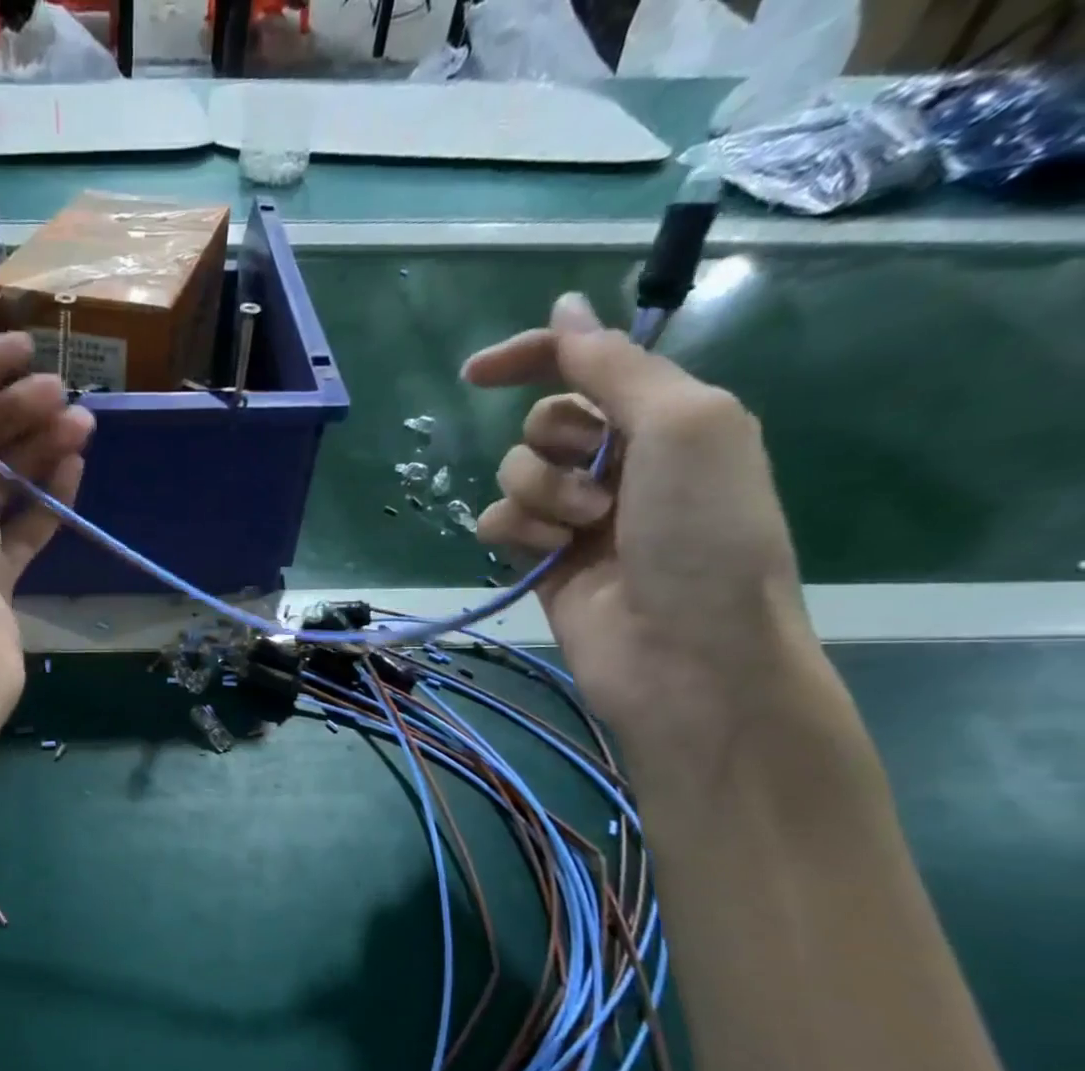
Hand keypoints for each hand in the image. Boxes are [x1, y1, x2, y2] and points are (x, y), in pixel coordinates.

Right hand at [462, 293, 816, 756]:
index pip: (585, 365)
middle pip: (543, 422)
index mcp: (665, 416)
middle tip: (599, 479)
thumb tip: (565, 308)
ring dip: (542, 495)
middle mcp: (619, 460)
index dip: (533, 356)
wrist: (686, 652)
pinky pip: (498, 522)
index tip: (477, 373)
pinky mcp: (541, 560)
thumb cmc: (703, 533)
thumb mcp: (683, 424)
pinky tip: (549, 557)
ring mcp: (576, 515)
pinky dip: (517, 532)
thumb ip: (616, 365)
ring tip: (584, 531)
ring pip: (515, 474)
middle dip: (557, 445)